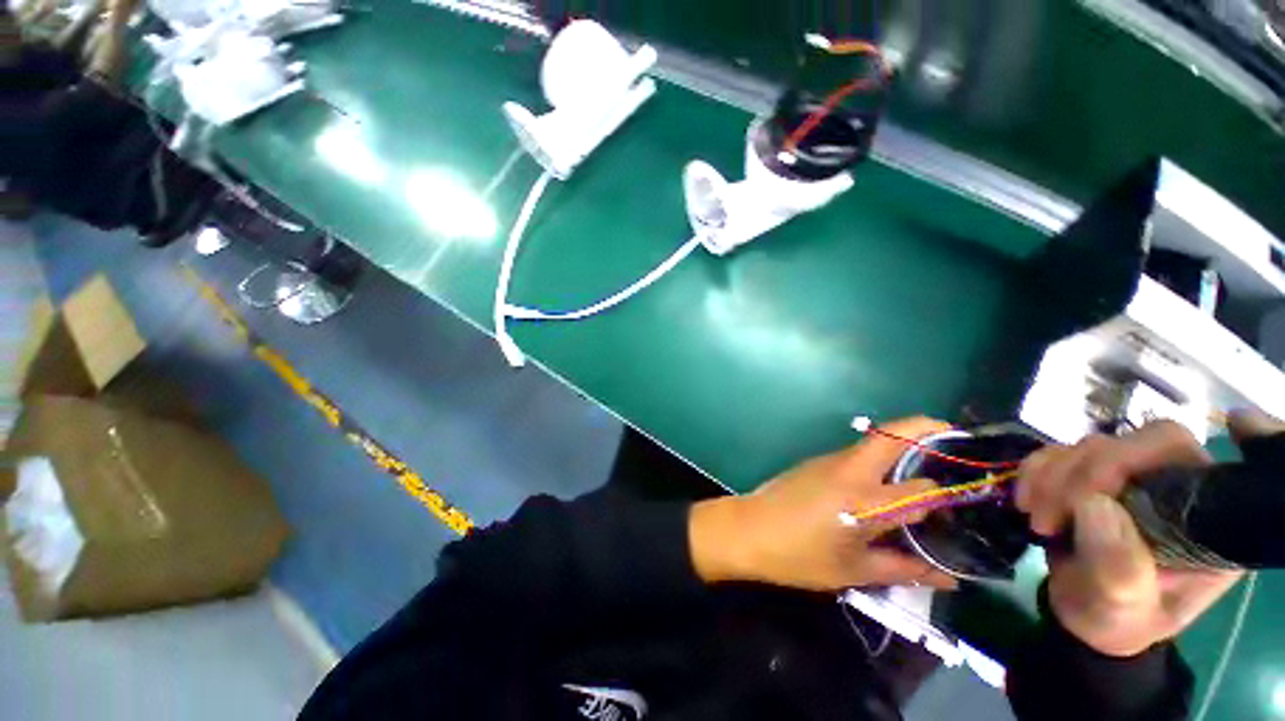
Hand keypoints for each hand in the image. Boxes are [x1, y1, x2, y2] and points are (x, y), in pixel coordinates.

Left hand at [689, 417, 958, 592]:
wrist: (748, 529)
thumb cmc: (799, 556)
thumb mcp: (855, 571)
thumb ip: (905, 569)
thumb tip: (950, 577)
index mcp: (865, 501)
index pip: (923, 489)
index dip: (949, 494)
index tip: (967, 499)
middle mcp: (851, 470)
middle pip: (894, 435)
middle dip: (928, 428)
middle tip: (956, 442)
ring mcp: (830, 460)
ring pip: (875, 441)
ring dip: (904, 442)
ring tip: (930, 463)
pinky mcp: (817, 460)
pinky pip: (857, 452)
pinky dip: (881, 455)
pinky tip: (886, 479)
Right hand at [1015, 414, 1281, 656]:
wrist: (1084, 611)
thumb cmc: (1117, 619)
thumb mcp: (1123, 609)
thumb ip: (1122, 568)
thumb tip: (1094, 505)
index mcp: (1202, 515)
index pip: (1183, 455)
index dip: (1141, 453)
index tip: (1095, 488)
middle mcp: (1173, 483)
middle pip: (1132, 443)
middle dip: (1081, 475)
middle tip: (1049, 519)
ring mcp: (1129, 475)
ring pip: (1088, 446)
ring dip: (1050, 478)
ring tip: (1038, 521)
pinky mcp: (1087, 473)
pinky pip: (1054, 452)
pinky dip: (1033, 473)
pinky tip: (1027, 502)